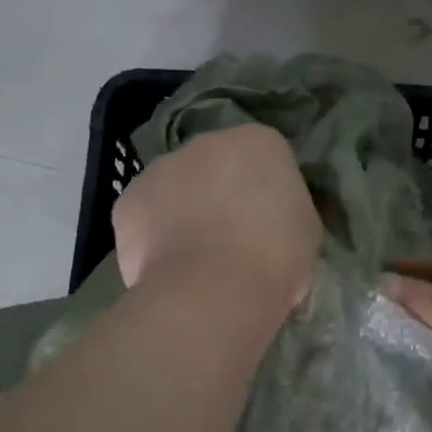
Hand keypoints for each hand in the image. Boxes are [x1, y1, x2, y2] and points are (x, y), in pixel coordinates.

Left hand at [114, 124, 321, 312]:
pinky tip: (167, 268)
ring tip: (195, 259)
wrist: (216, 289)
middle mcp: (206, 143)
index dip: (267, 190)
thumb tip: (271, 222)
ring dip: (183, 211)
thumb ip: (285, 211)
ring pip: (174, 187)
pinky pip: (144, 217)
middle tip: (232, 238)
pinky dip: (152, 237)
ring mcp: (160, 169)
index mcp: (260, 142)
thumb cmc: (276, 258)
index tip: (270, 223)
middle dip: (220, 193)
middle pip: (215, 165)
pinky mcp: (127, 201)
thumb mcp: (305, 230)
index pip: (265, 157)